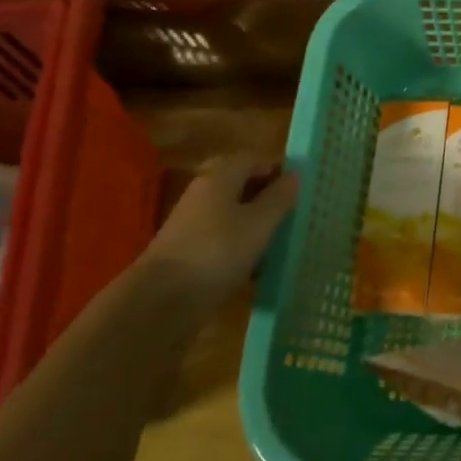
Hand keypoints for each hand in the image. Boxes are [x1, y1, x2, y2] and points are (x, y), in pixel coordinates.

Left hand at [146, 154, 298, 302]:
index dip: (276, 169)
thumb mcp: (260, 222)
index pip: (252, 159)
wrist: (161, 301)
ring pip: (230, 213)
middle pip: (239, 185)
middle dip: (265, 196)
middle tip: (290, 211)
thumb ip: (279, 197)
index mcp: (220, 177)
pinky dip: (239, 246)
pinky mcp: (186, 251)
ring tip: (278, 240)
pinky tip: (256, 266)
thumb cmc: (218, 251)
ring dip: (254, 223)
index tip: (299, 188)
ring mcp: (191, 223)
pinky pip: (220, 239)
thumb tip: (294, 175)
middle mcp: (202, 193)